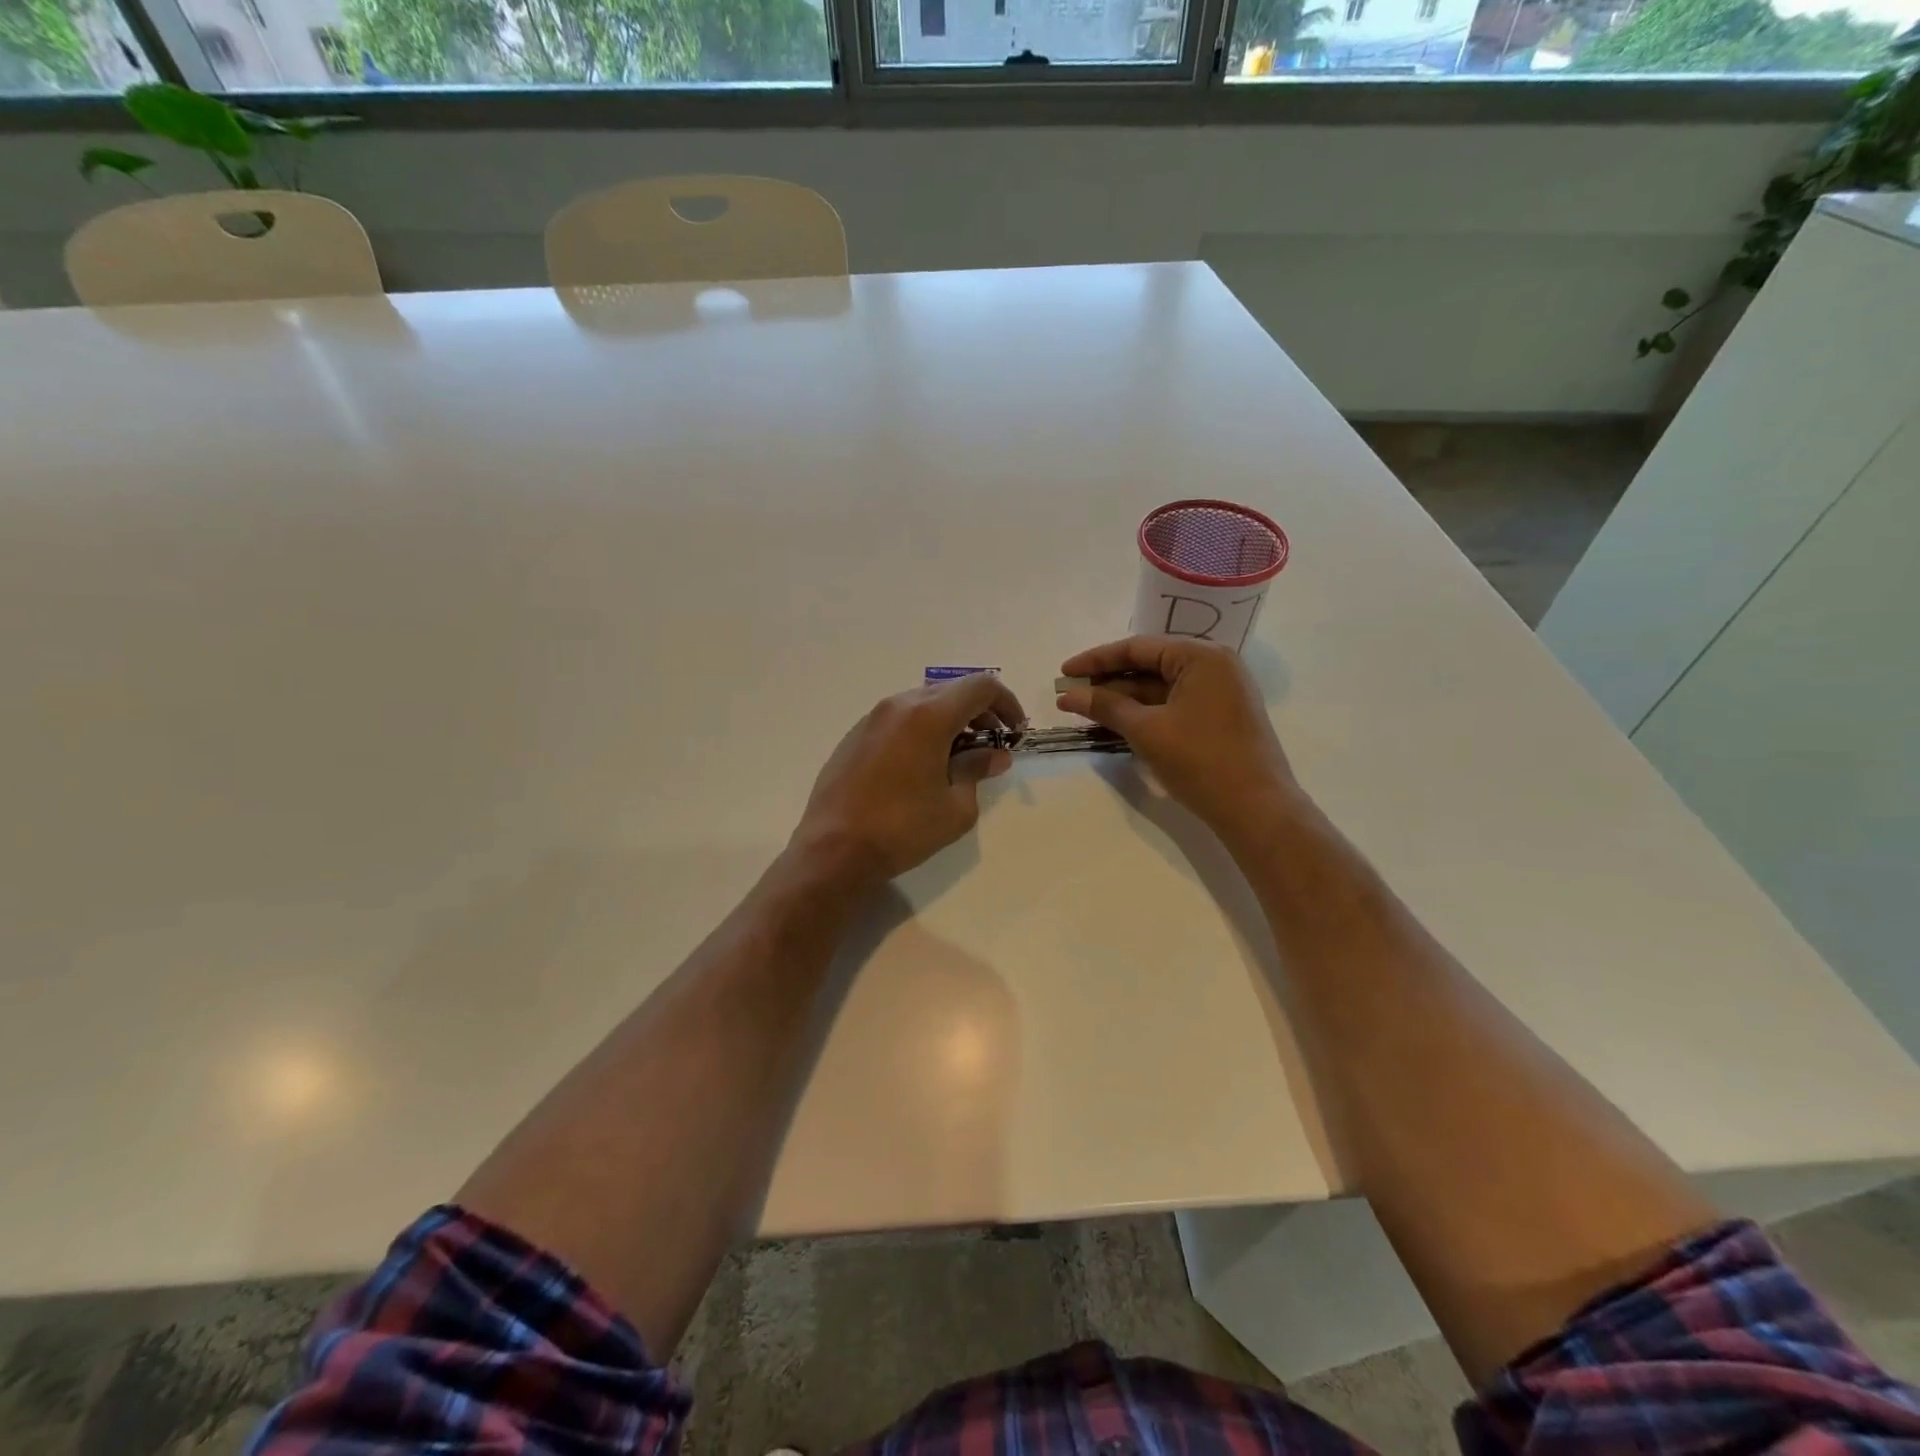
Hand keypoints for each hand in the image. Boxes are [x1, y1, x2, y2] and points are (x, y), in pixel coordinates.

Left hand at [793, 673, 1026, 885]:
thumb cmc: (902, 829)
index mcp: (929, 715)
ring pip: (923, 703)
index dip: (1007, 703)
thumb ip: (977, 770)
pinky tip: (923, 765)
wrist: (833, 849)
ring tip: (958, 758)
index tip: (1015, 731)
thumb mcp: (955, 807)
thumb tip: (994, 755)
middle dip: (980, 713)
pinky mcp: (854, 735)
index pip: (981, 686)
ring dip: (950, 721)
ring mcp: (872, 718)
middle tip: (992, 746)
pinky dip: (922, 729)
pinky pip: (899, 719)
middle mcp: (899, 705)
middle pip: (952, 691)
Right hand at [1057, 636, 1301, 839]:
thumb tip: (1069, 696)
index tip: (1064, 673)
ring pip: (1161, 687)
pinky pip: (1175, 704)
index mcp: (1201, 656)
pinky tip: (1118, 723)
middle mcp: (1214, 665)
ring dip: (1125, 699)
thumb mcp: (1147, 731)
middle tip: (1072, 695)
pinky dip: (1146, 712)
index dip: (1096, 660)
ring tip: (1087, 711)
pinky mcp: (1221, 716)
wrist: (1257, 810)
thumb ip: (1107, 707)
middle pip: (1150, 665)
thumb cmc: (1201, 761)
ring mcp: (1221, 691)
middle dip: (1109, 681)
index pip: (1137, 648)